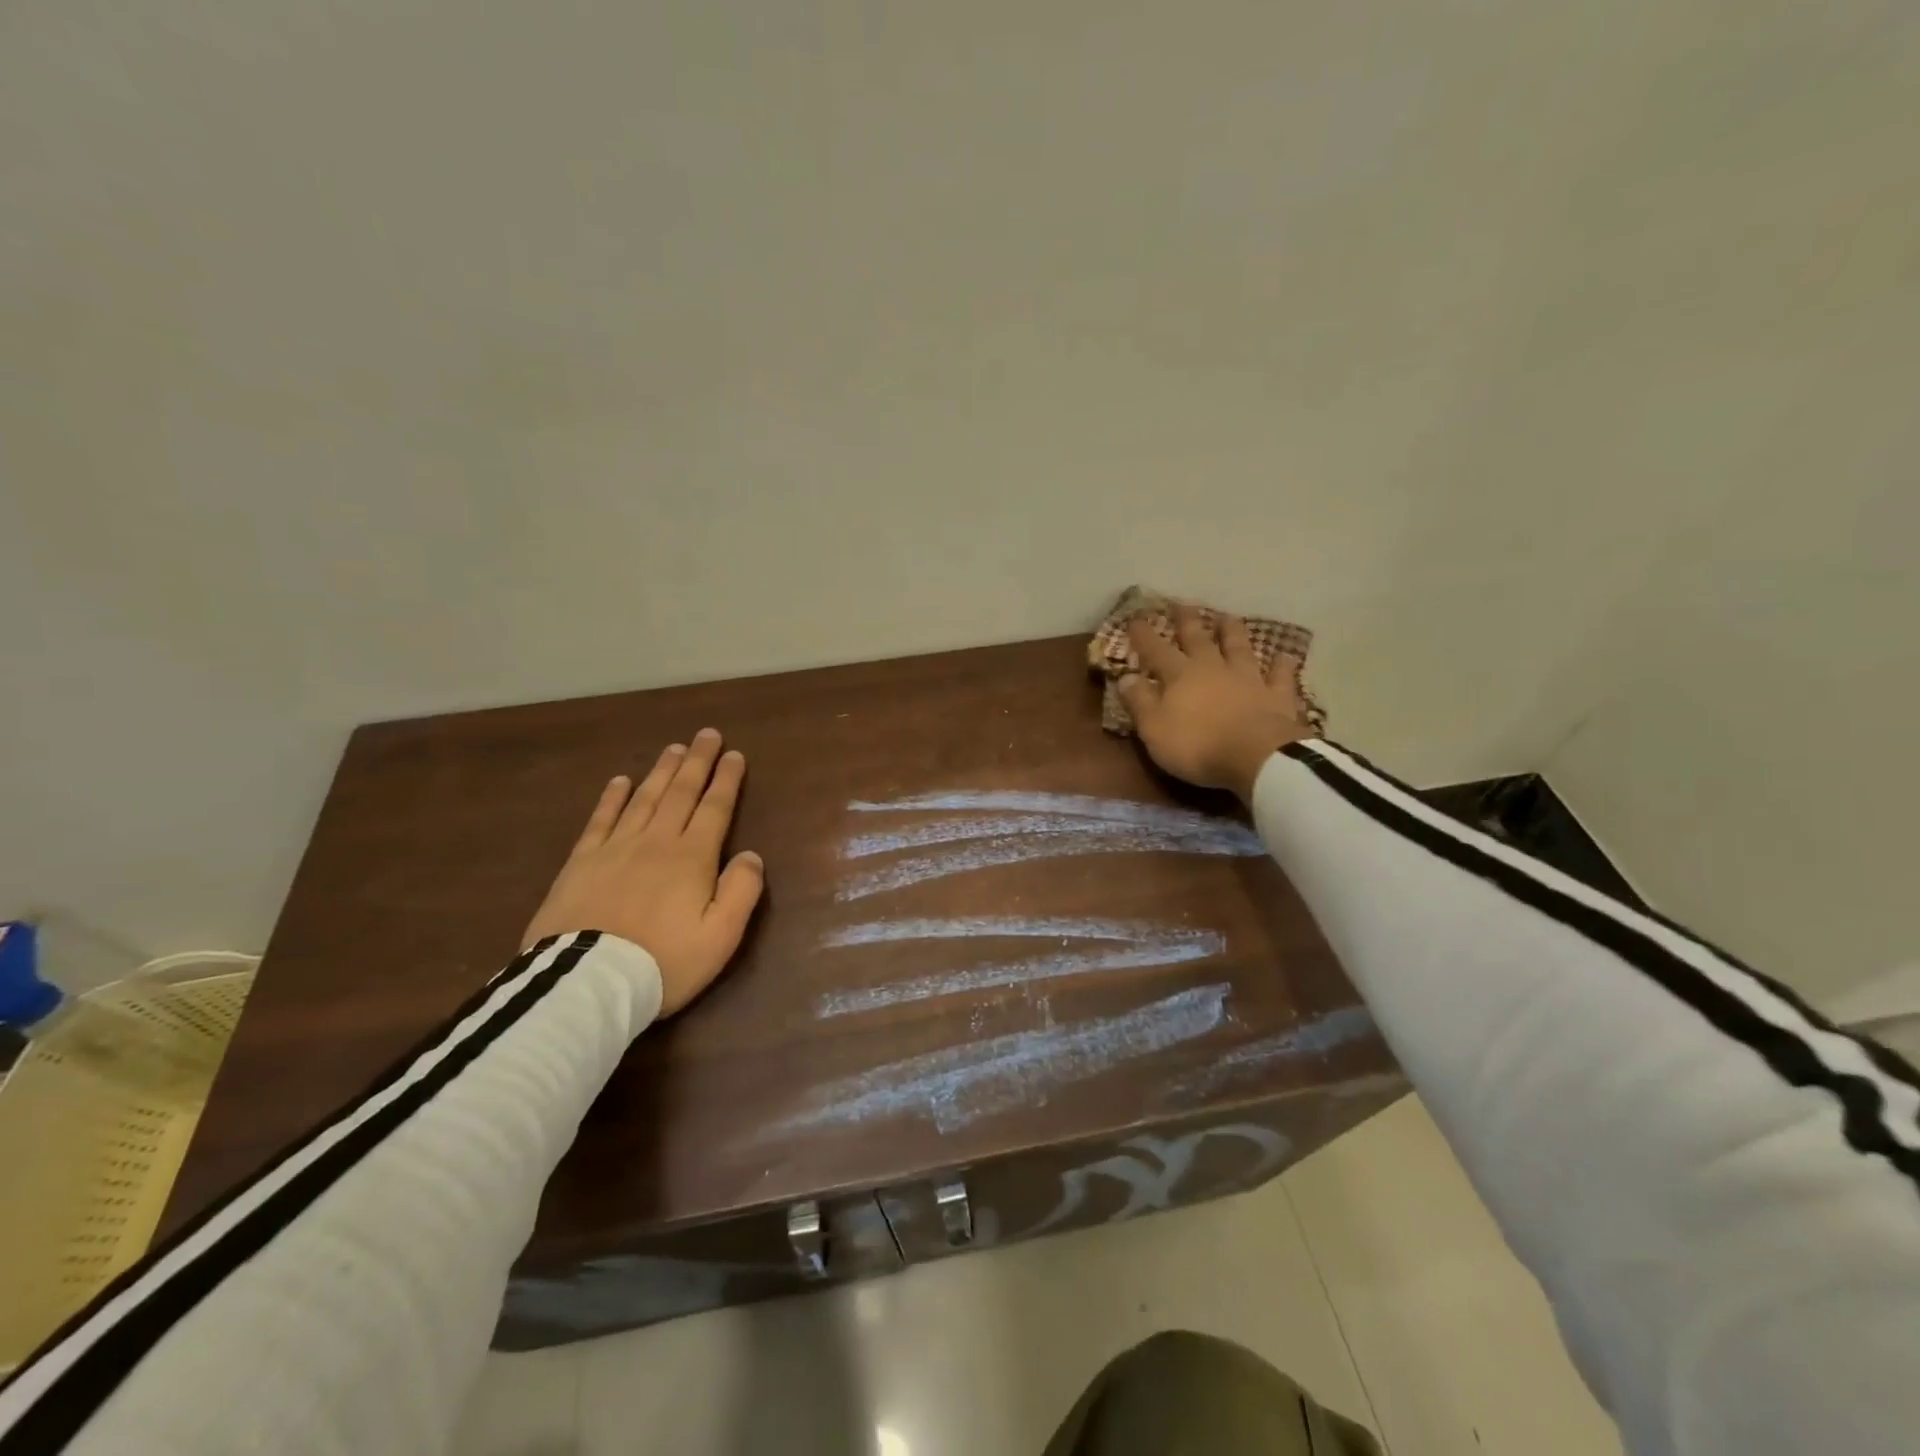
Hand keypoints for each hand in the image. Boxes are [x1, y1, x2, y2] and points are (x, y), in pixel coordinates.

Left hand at [521, 729, 765, 1015]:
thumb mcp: (721, 936)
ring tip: (673, 749)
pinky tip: (620, 781)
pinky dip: (612, 798)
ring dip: (661, 771)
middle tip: (706, 734)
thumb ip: (742, 891)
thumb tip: (751, 854)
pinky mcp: (580, 863)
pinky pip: (600, 820)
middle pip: (680, 793)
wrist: (588, 983)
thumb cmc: (664, 962)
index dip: (726, 780)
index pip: (714, 808)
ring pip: (643, 799)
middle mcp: (656, 842)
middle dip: (697, 762)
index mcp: (692, 857)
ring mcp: (615, 849)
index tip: (735, 754)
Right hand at [1118, 605, 1314, 802]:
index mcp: (1180, 676)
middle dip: (1187, 622)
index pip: (1156, 650)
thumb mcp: (1154, 728)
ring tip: (1228, 617)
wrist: (1257, 757)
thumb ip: (1139, 701)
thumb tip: (1125, 677)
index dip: (1144, 635)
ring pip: (1239, 648)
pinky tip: (1284, 655)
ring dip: (1232, 632)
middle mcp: (1214, 668)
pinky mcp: (1277, 696)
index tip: (1135, 618)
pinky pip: (1280, 676)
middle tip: (1182, 604)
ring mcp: (1249, 679)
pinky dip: (1281, 665)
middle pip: (1198, 639)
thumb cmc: (1197, 746)